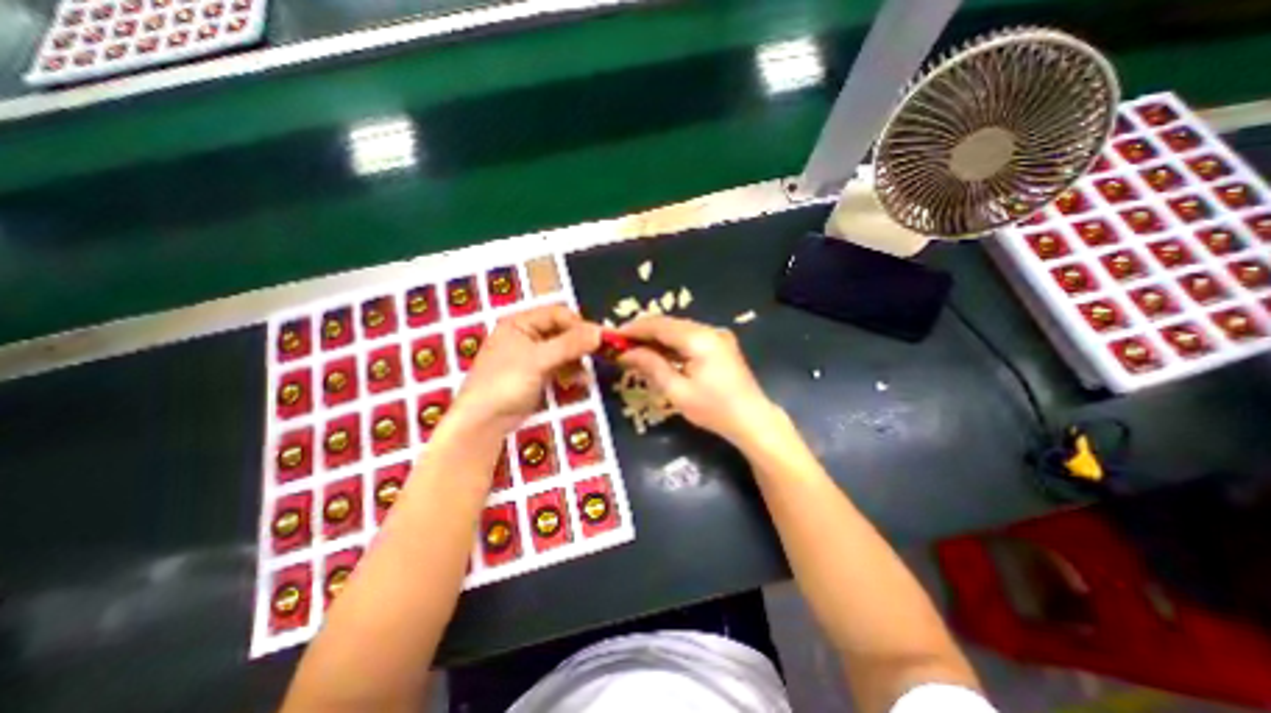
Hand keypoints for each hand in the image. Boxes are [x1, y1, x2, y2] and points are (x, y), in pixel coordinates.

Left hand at [451, 303, 601, 434]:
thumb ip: (569, 344)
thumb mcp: (538, 360)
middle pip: (562, 331)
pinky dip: (572, 371)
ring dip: (578, 359)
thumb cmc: (505, 382)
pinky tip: (581, 381)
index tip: (599, 338)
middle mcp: (527, 335)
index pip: (557, 314)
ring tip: (587, 373)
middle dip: (580, 343)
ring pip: (564, 350)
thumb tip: (600, 332)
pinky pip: (561, 366)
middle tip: (601, 353)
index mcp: (520, 323)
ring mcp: (533, 356)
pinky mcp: (538, 374)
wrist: (484, 421)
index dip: (578, 325)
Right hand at [619, 317, 778, 445]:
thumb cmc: (714, 410)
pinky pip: (689, 337)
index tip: (614, 337)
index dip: (635, 329)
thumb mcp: (678, 391)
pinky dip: (672, 344)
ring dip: (657, 338)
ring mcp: (717, 335)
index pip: (659, 325)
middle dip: (644, 333)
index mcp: (699, 339)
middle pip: (669, 324)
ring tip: (635, 350)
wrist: (753, 420)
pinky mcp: (720, 343)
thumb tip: (626, 353)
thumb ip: (652, 366)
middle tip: (622, 345)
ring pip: (678, 329)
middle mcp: (709, 330)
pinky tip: (659, 354)